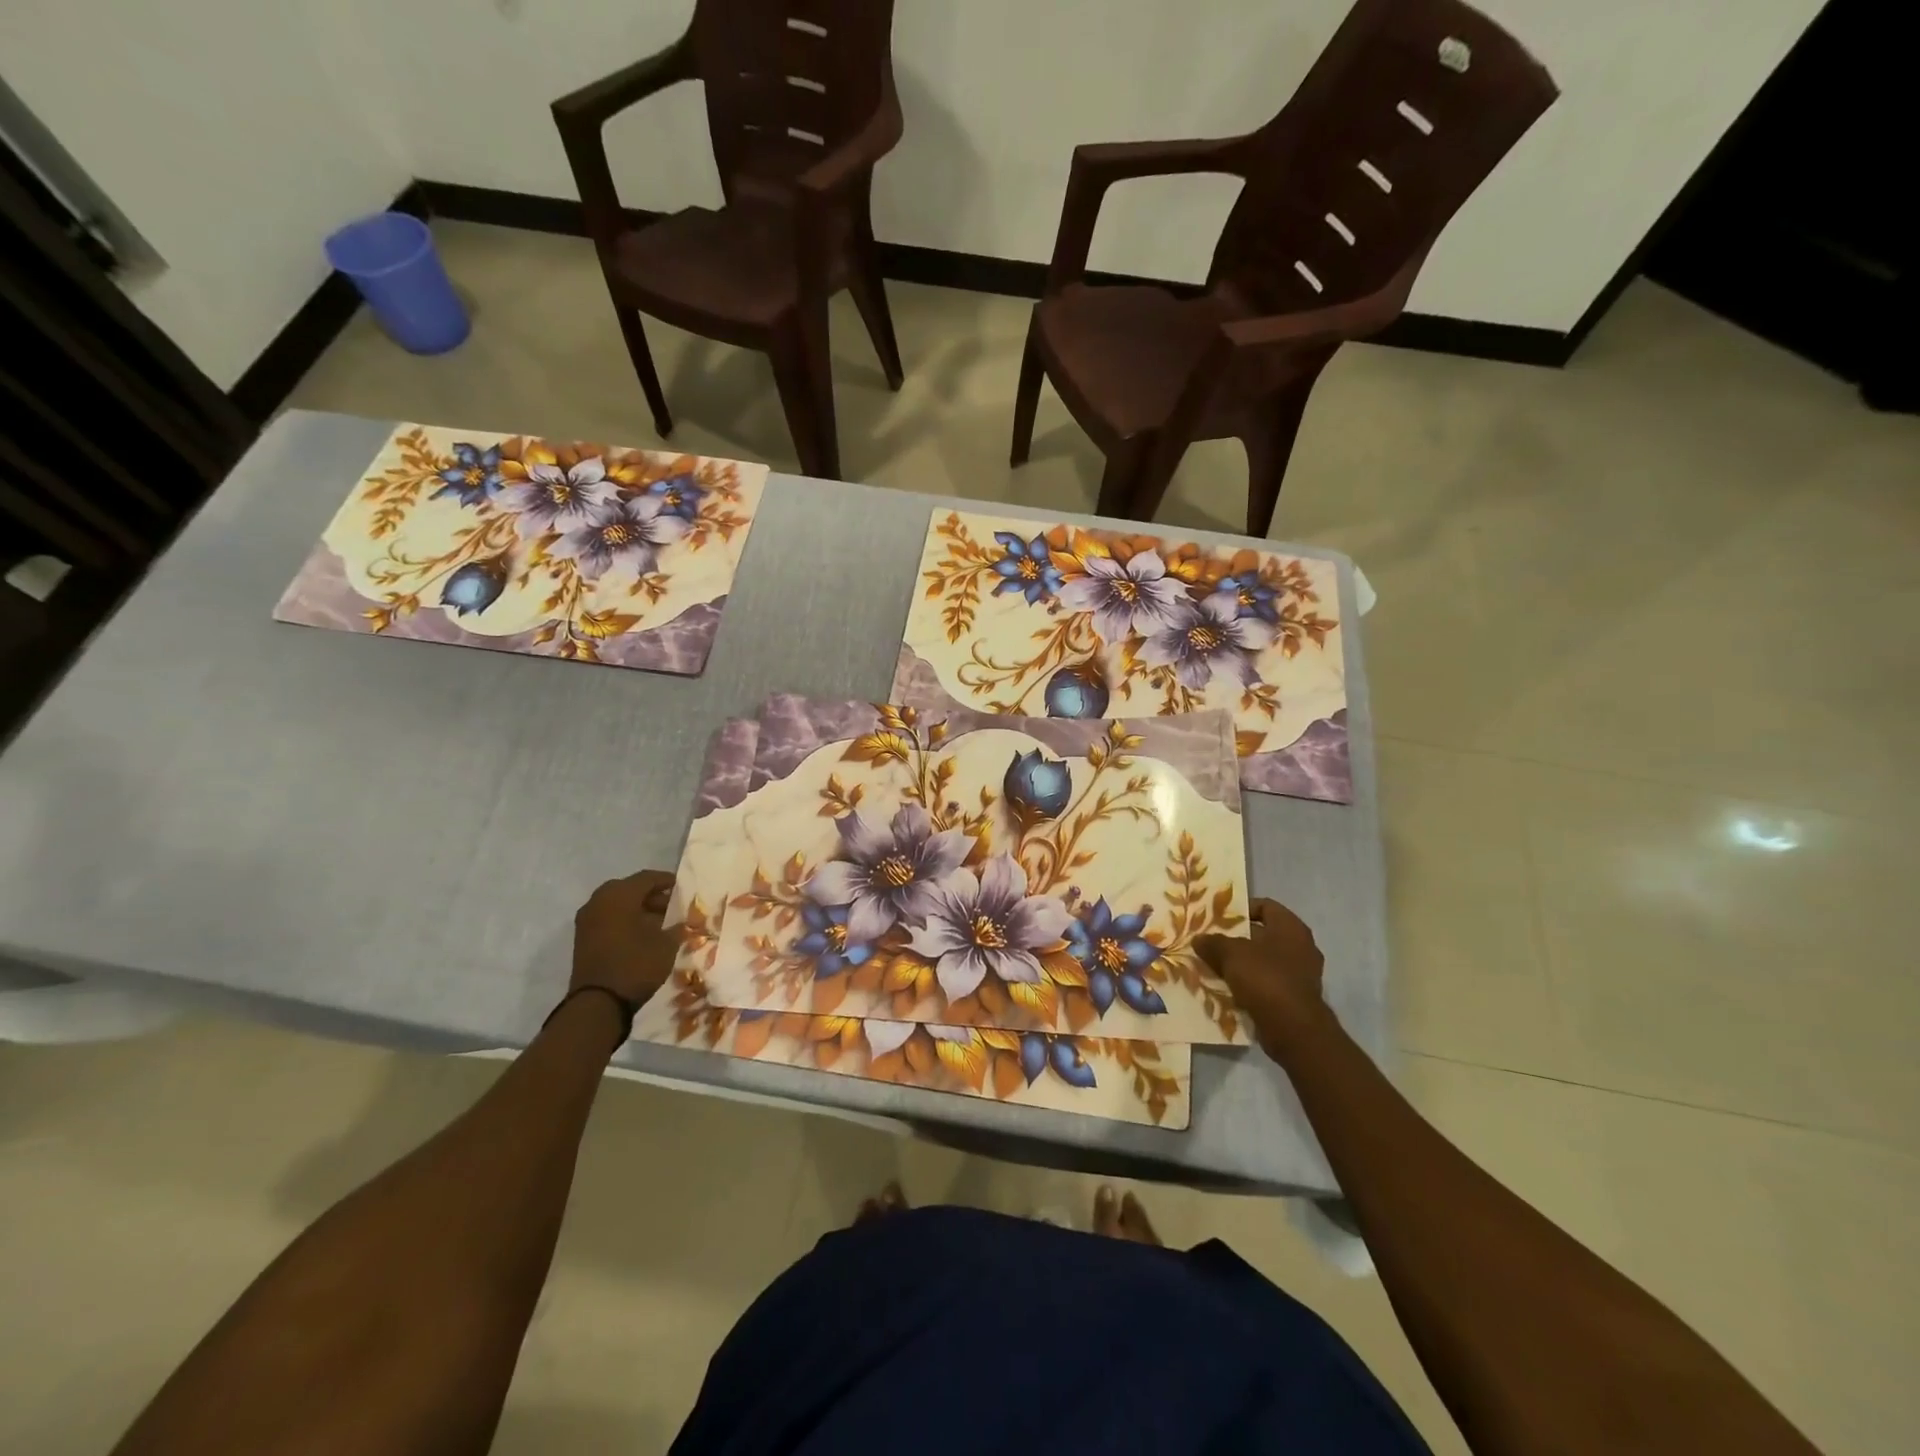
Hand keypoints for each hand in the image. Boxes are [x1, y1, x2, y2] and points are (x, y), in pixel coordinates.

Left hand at [571, 869, 677, 1005]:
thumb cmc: (636, 965)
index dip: (667, 881)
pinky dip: (625, 921)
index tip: (683, 888)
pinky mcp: (583, 939)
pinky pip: (608, 919)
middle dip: (651, 895)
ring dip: (637, 909)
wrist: (598, 1003)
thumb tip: (682, 924)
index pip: (647, 878)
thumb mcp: (666, 945)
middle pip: (629, 889)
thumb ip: (677, 928)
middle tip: (671, 905)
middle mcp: (599, 901)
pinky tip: (642, 935)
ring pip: (617, 905)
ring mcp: (587, 921)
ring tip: (660, 922)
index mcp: (619, 895)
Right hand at [1196, 898, 1329, 1057]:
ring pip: (1263, 961)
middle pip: (1263, 935)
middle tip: (1210, 941)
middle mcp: (1301, 947)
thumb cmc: (1265, 979)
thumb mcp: (1231, 954)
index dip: (1242, 909)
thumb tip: (1199, 939)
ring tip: (1213, 965)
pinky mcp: (1295, 998)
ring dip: (1240, 964)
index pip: (1266, 906)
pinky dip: (1249, 984)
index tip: (1219, 917)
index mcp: (1291, 928)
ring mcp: (1300, 974)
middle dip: (1236, 938)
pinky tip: (1227, 988)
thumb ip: (1213, 942)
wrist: (1293, 1029)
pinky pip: (1267, 983)